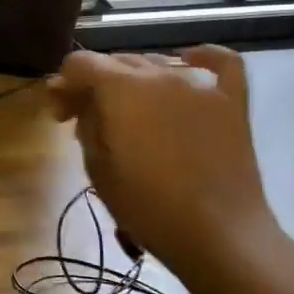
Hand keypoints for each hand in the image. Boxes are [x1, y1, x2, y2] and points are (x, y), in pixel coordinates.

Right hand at [48, 46, 275, 273]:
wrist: (220, 235)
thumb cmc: (149, 207)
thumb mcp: (98, 168)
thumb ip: (85, 123)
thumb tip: (78, 101)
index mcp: (121, 89)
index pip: (80, 63)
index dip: (64, 85)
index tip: (62, 116)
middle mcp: (160, 74)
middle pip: (117, 61)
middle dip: (96, 84)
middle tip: (90, 120)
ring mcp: (200, 85)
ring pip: (157, 63)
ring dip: (136, 80)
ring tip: (134, 112)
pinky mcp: (231, 101)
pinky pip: (219, 62)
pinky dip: (200, 58)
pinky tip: (189, 63)